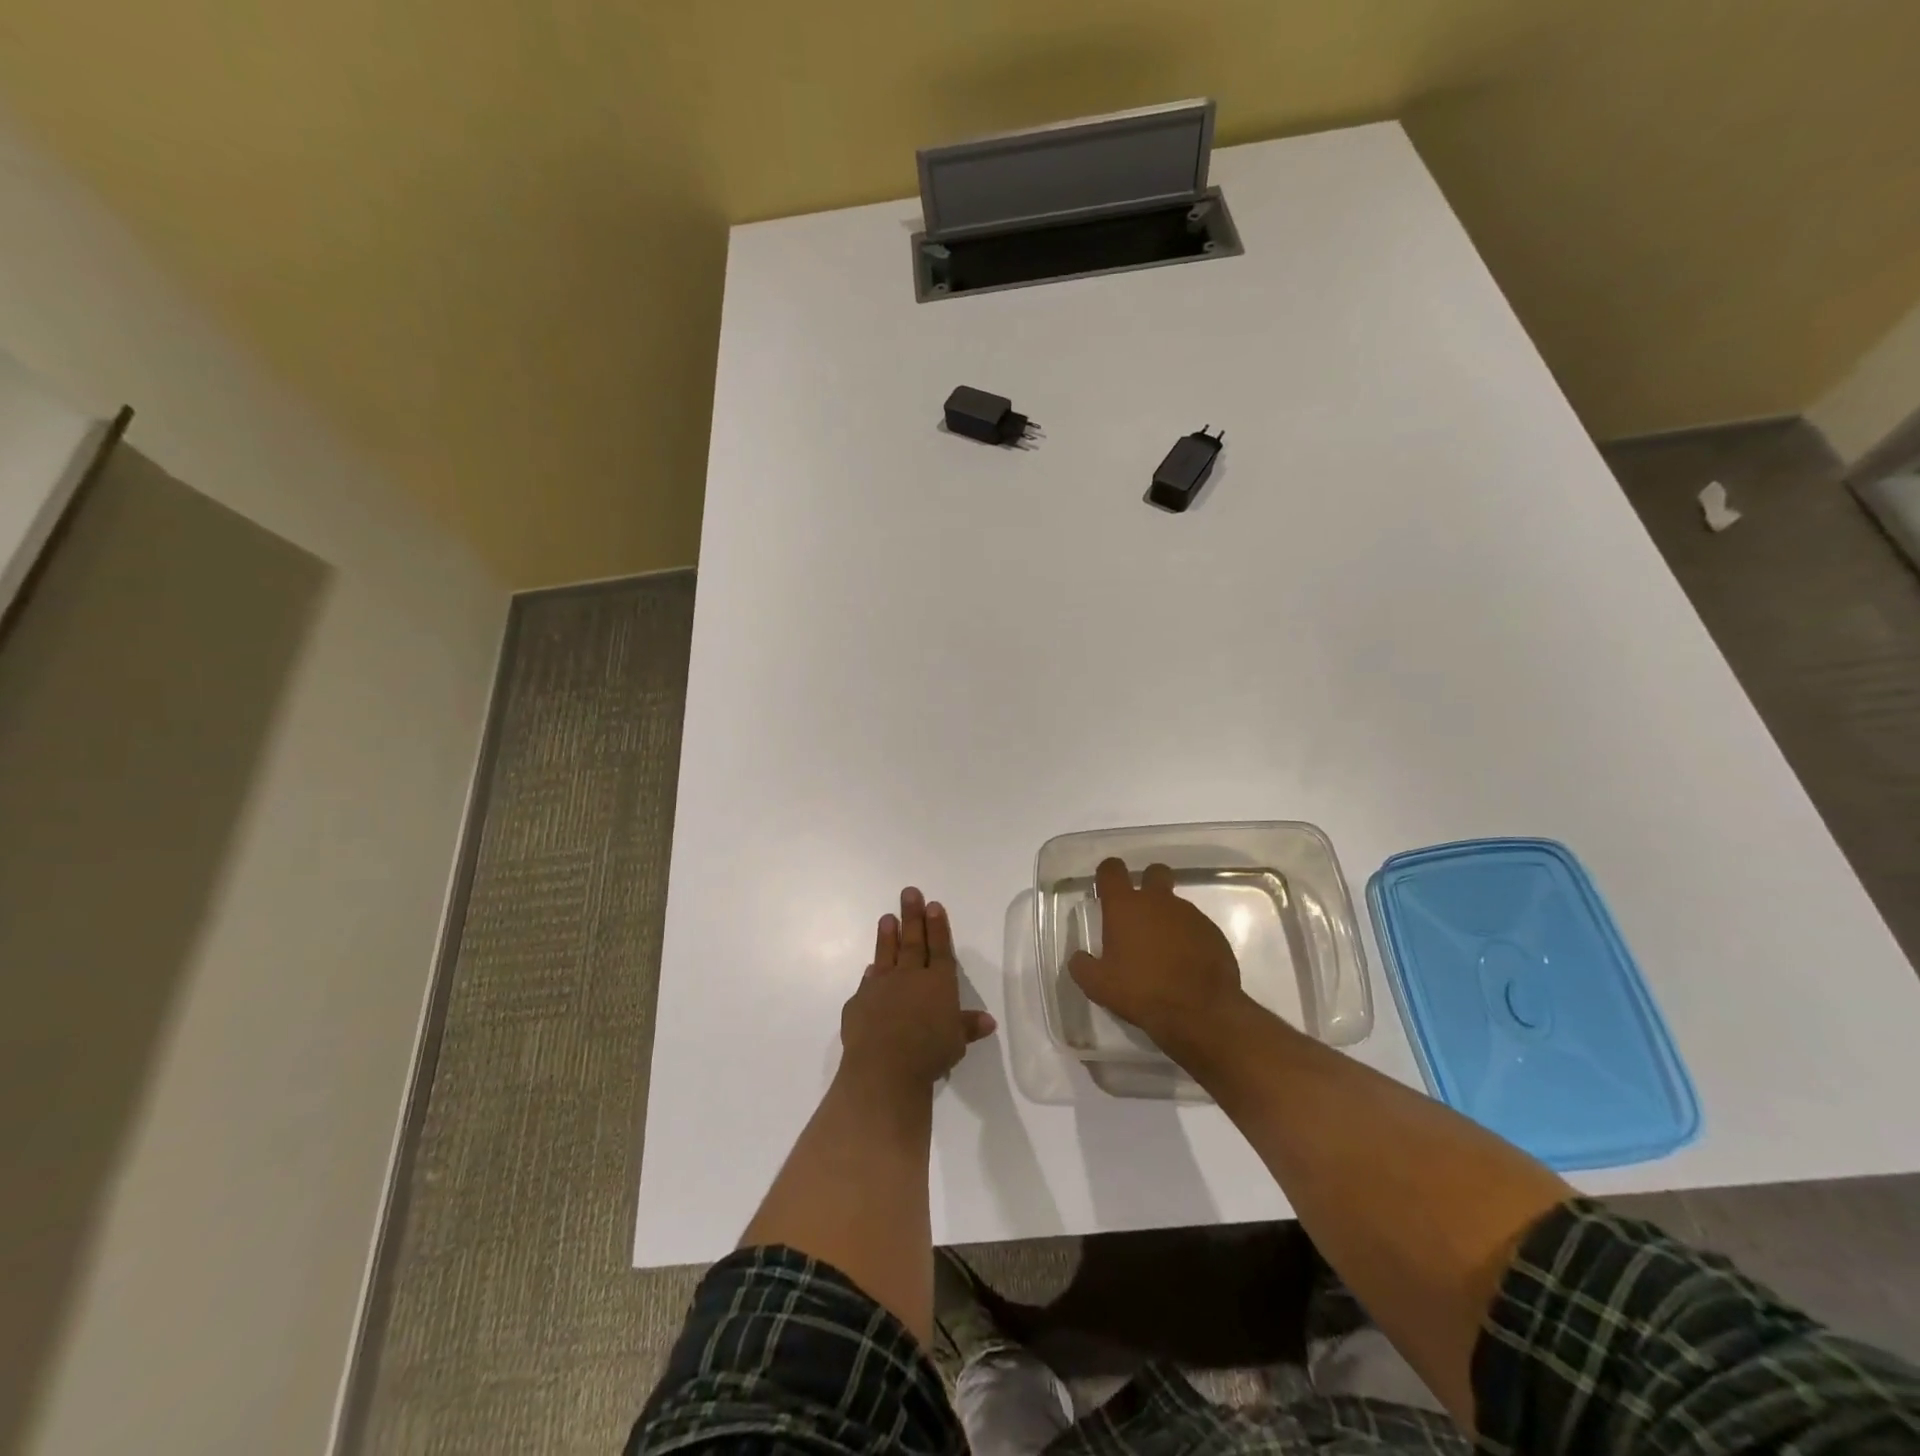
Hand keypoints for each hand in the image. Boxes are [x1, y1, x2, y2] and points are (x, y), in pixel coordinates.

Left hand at [840, 886, 995, 1089]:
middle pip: (913, 942)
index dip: (938, 927)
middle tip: (909, 893)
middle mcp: (910, 977)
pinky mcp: (859, 1002)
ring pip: (886, 954)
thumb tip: (988, 1021)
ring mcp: (881, 987)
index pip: (940, 949)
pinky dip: (870, 974)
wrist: (883, 1067)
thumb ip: (968, 1027)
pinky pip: (867, 983)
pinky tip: (870, 968)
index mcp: (938, 983)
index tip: (933, 905)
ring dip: (888, 936)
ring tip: (887, 917)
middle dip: (912, 916)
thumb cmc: (929, 1053)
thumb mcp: (956, 1042)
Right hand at [1069, 857, 1248, 1054]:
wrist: (1202, 1012)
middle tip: (1139, 914)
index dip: (1107, 875)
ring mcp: (1190, 914)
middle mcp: (1158, 901)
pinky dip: (1188, 939)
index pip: (1112, 869)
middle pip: (1153, 873)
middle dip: (1146, 884)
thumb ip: (1082, 966)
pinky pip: (1195, 927)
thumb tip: (1079, 957)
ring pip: (1175, 904)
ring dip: (1166, 919)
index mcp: (1125, 906)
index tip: (1105, 891)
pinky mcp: (1213, 932)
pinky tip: (1185, 965)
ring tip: (1162, 952)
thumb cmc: (1142, 992)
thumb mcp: (1098, 986)